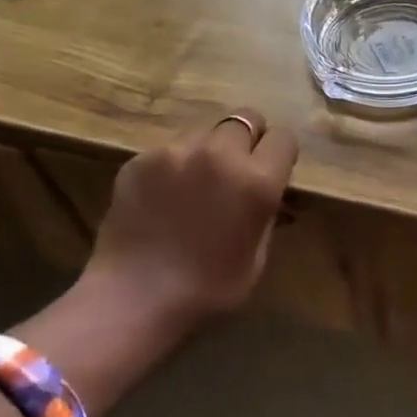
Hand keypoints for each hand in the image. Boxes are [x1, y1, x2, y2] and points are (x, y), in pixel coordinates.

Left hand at [78, 108, 300, 327]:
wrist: (133, 299)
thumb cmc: (208, 289)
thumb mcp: (258, 256)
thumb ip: (267, 212)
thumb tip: (267, 192)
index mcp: (257, 181)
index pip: (283, 138)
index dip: (280, 154)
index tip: (272, 170)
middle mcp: (220, 154)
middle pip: (246, 117)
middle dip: (248, 139)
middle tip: (236, 169)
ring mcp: (176, 152)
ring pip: (205, 129)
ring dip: (210, 147)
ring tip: (196, 181)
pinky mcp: (141, 159)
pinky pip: (169, 149)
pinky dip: (173, 165)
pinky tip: (163, 197)